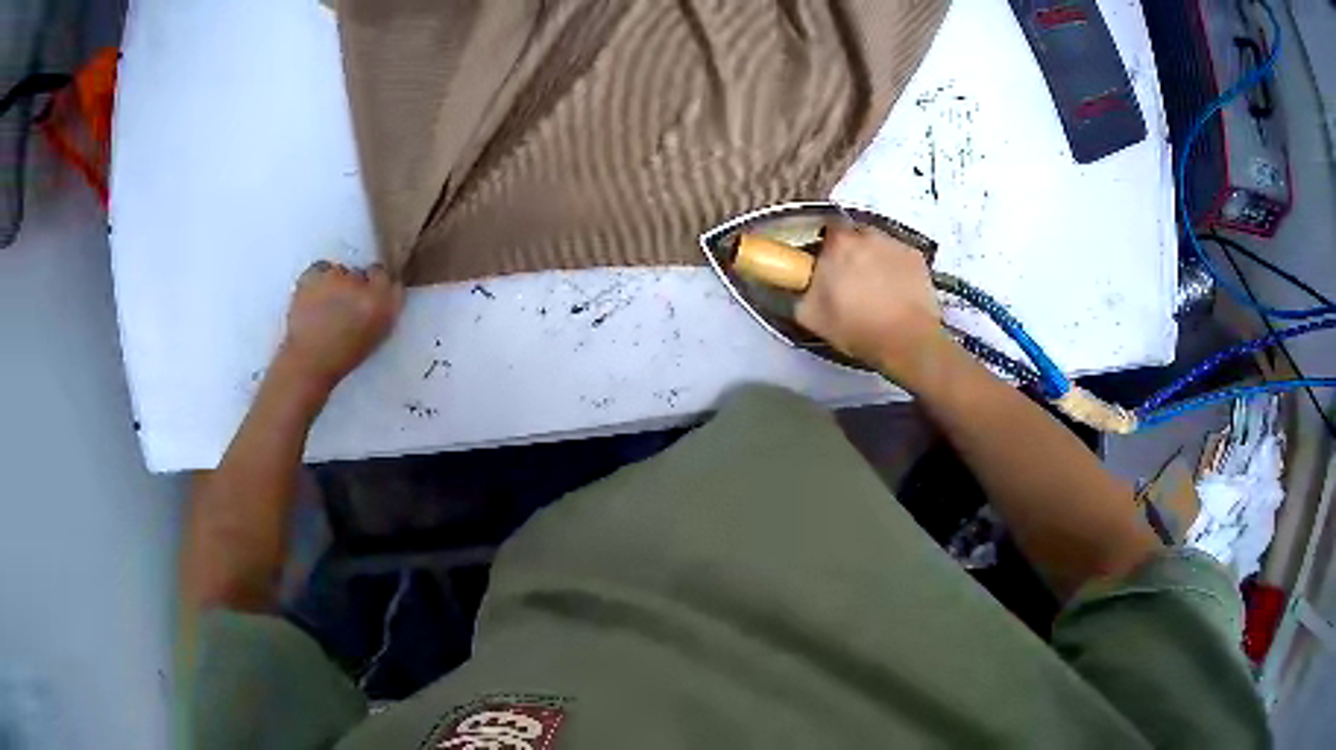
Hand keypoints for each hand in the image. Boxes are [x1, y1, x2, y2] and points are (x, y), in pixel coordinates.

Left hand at [275, 261, 403, 395]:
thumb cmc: (342, 357)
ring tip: (324, 305)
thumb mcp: (375, 336)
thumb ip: (383, 309)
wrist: (307, 363)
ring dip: (335, 283)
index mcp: (383, 303)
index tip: (368, 296)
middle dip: (354, 286)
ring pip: (339, 271)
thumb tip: (384, 289)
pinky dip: (316, 279)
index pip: (386, 277)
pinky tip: (312, 298)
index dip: (376, 286)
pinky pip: (319, 269)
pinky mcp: (315, 274)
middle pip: (361, 273)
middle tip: (343, 306)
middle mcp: (363, 284)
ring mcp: (337, 277)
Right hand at [796, 225, 950, 389]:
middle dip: (851, 251)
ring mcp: (895, 244)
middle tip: (850, 278)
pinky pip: (899, 256)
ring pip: (878, 244)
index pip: (827, 228)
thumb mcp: (811, 317)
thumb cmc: (857, 327)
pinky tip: (896, 291)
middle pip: (854, 234)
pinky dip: (896, 268)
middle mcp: (867, 235)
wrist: (906, 340)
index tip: (826, 263)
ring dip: (874, 258)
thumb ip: (800, 292)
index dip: (825, 246)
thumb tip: (799, 284)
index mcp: (839, 244)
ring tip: (876, 287)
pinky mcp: (917, 257)